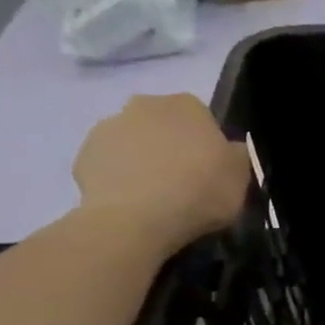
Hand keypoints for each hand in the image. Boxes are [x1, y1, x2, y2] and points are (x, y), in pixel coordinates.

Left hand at [73, 94, 251, 254]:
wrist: (136, 219)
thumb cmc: (199, 191)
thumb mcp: (240, 177)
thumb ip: (236, 156)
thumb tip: (230, 150)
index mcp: (187, 105)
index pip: (201, 118)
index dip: (207, 145)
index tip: (210, 171)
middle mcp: (145, 105)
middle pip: (163, 125)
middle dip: (170, 146)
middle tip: (182, 183)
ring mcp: (108, 127)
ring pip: (132, 143)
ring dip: (142, 161)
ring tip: (154, 198)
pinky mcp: (84, 155)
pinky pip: (109, 165)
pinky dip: (118, 179)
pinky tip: (131, 204)